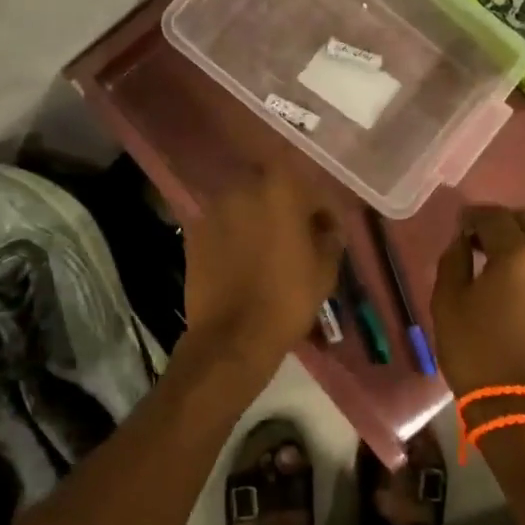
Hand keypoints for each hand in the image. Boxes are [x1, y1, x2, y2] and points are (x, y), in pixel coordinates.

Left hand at [181, 166, 342, 382]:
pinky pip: (225, 226)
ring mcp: (214, 209)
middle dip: (288, 210)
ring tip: (269, 250)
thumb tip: (327, 229)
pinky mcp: (194, 232)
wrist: (232, 336)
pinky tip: (244, 260)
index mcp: (280, 189)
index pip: (311, 189)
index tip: (328, 233)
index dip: (323, 211)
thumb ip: (330, 238)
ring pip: (246, 207)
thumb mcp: (325, 270)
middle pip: (274, 191)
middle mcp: (243, 188)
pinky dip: (236, 235)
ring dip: (260, 221)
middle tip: (299, 238)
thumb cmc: (287, 299)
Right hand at [432, 205, 524, 400]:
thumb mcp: (447, 301)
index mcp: (518, 256)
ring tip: (509, 262)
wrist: (516, 406)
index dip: (474, 215)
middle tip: (486, 239)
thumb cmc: (473, 350)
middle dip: (509, 221)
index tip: (461, 225)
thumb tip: (463, 241)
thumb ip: (454, 260)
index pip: (496, 217)